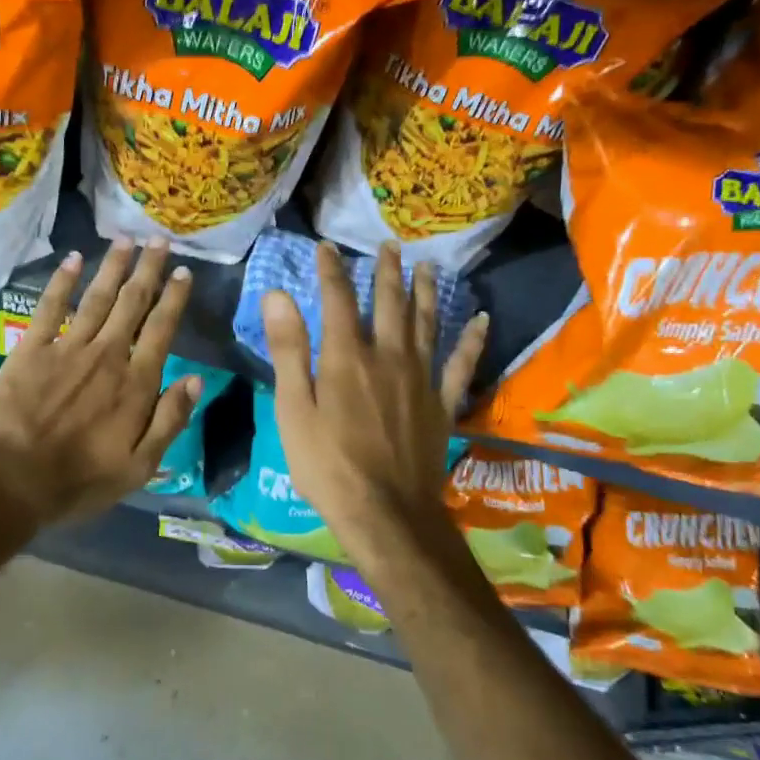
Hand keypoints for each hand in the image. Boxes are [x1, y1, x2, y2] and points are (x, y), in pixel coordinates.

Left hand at [0, 240, 199, 525]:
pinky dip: (62, 281)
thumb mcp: (140, 465)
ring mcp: (68, 348)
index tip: (183, 272)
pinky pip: (50, 307)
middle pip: (132, 303)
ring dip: (113, 266)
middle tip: (159, 240)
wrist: (12, 480)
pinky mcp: (31, 349)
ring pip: (97, 297)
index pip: (161, 330)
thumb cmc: (80, 480)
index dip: (174, 298)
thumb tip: (196, 379)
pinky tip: (73, 259)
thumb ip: (170, 419)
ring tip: (126, 239)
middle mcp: (107, 355)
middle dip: (148, 269)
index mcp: (135, 383)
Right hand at [263, 242, 487, 561]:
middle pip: (389, 303)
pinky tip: (481, 320)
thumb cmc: (327, 465)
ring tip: (428, 267)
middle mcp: (387, 356)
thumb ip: (288, 350)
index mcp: (346, 357)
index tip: (326, 247)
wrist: (386, 514)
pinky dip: (472, 340)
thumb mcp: (293, 409)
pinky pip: (461, 364)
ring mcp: (420, 378)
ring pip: (427, 323)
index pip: (338, 299)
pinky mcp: (442, 403)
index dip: (331, 270)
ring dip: (427, 292)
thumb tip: (277, 295)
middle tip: (390, 245)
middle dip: (387, 272)